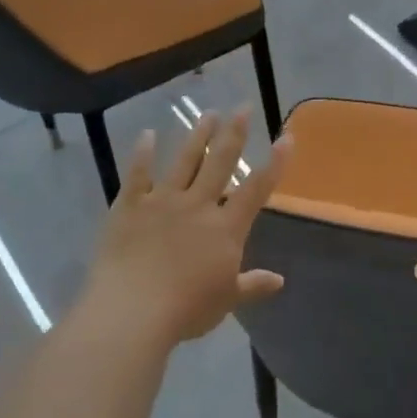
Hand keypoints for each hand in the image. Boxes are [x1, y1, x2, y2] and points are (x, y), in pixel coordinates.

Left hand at [82, 108, 290, 344]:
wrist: (132, 310)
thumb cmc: (187, 309)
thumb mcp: (227, 300)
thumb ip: (252, 285)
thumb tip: (279, 280)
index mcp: (226, 229)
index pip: (257, 189)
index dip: (275, 163)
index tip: (286, 137)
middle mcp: (198, 206)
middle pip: (220, 163)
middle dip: (234, 133)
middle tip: (242, 107)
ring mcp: (162, 202)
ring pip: (184, 161)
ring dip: (197, 136)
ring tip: (207, 113)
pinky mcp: (129, 207)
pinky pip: (137, 175)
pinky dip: (142, 154)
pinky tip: (147, 135)